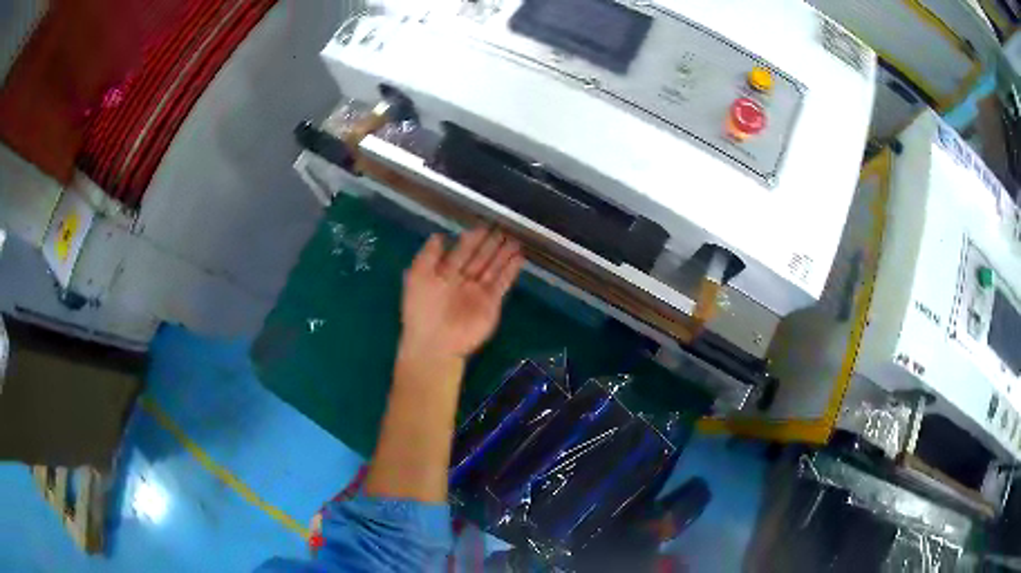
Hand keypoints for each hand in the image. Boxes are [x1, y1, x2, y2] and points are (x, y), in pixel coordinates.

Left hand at [400, 228, 523, 358]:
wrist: (436, 343)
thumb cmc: (422, 309)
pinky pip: (502, 283)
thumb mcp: (417, 277)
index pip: (461, 251)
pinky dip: (511, 271)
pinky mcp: (491, 303)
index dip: (471, 239)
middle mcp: (462, 280)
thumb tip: (438, 235)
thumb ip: (427, 255)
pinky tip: (519, 257)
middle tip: (503, 227)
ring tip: (515, 239)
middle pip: (479, 257)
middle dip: (490, 243)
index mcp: (443, 273)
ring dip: (503, 254)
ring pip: (493, 267)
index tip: (482, 225)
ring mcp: (478, 292)